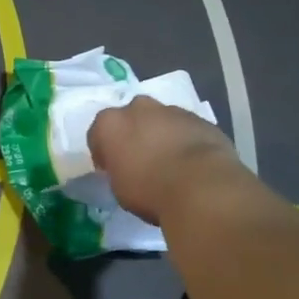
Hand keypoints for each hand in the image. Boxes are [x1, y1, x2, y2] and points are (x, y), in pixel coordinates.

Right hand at [88, 96, 240, 224]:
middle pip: (131, 118)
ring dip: (161, 135)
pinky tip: (192, 164)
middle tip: (141, 161)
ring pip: (161, 120)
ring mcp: (171, 110)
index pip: (98, 134)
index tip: (112, 169)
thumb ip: (119, 170)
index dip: (104, 153)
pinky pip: (186, 129)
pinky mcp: (201, 119)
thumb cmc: (148, 191)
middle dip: (134, 134)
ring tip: (170, 164)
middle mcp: (138, 108)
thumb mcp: (118, 189)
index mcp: (110, 123)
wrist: (200, 187)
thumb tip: (127, 170)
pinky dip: (185, 140)